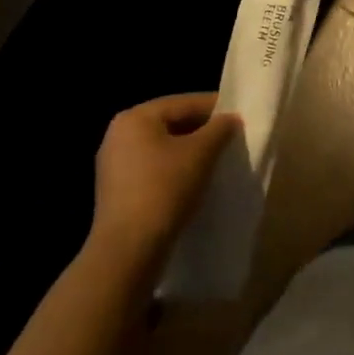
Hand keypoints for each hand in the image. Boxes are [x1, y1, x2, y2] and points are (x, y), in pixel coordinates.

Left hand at [90, 93, 239, 271]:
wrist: (128, 251)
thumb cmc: (165, 189)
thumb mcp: (201, 153)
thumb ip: (220, 128)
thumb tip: (230, 119)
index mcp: (135, 117)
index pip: (184, 103)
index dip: (216, 109)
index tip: (239, 119)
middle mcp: (119, 134)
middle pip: (171, 123)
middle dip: (202, 131)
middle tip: (230, 140)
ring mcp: (113, 164)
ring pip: (163, 148)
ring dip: (189, 153)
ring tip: (216, 162)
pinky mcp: (116, 191)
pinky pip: (152, 169)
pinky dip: (174, 171)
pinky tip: (194, 183)